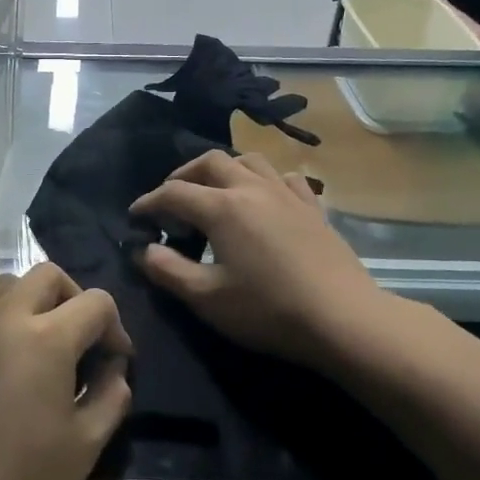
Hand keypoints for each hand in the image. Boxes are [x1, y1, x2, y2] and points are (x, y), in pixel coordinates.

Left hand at [0, 264, 131, 479]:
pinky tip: (9, 364)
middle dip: (76, 299)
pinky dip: (5, 318)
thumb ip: (110, 395)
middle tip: (83, 343)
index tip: (116, 362)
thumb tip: (114, 368)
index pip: (95, 302)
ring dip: (36, 302)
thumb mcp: (84, 446)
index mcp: (44, 337)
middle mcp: (2, 318)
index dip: (116, 328)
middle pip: (48, 276)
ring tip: (45, 348)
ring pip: (9, 286)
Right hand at [130, 151, 400, 368]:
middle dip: (183, 175)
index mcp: (222, 207)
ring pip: (249, 160)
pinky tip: (264, 199)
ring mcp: (287, 194)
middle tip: (170, 199)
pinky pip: (284, 178)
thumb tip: (144, 250)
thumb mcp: (207, 298)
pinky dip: (264, 180)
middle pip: (210, 162)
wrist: (344, 319)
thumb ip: (168, 270)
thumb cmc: (269, 310)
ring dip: (224, 169)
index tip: (135, 217)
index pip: (174, 193)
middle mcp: (252, 188)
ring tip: (214, 191)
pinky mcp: (313, 208)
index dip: (148, 202)